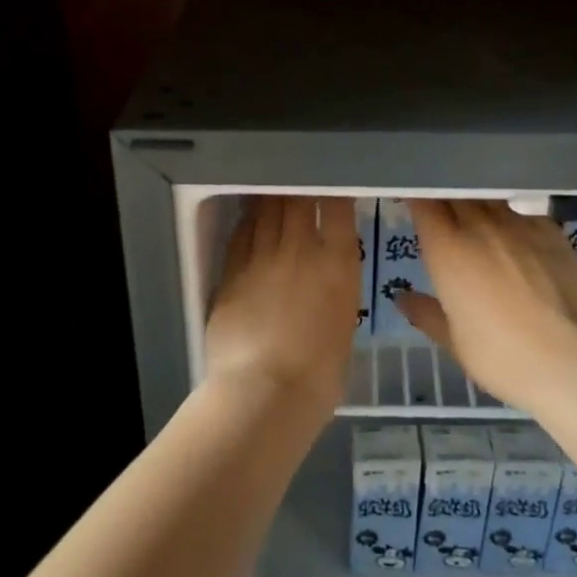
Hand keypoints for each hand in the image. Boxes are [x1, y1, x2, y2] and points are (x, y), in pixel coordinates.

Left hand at [206, 195, 358, 412]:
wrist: (266, 391)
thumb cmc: (320, 373)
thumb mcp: (344, 322)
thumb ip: (336, 289)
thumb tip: (327, 275)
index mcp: (339, 263)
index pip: (339, 207)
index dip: (335, 192)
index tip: (334, 189)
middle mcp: (302, 248)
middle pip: (299, 199)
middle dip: (300, 188)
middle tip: (299, 185)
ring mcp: (263, 257)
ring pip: (267, 209)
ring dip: (272, 198)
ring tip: (273, 191)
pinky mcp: (232, 271)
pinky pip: (241, 234)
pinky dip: (248, 221)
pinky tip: (250, 218)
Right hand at [394, 199, 576, 409]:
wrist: (568, 361)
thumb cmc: (500, 356)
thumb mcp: (454, 341)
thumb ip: (426, 313)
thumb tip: (402, 299)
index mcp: (447, 249)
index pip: (424, 203)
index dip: (416, 197)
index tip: (411, 201)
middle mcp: (480, 226)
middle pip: (456, 193)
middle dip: (444, 195)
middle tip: (440, 206)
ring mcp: (519, 225)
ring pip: (489, 197)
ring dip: (477, 200)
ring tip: (475, 212)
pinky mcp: (552, 231)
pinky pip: (523, 211)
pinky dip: (511, 215)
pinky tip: (515, 230)